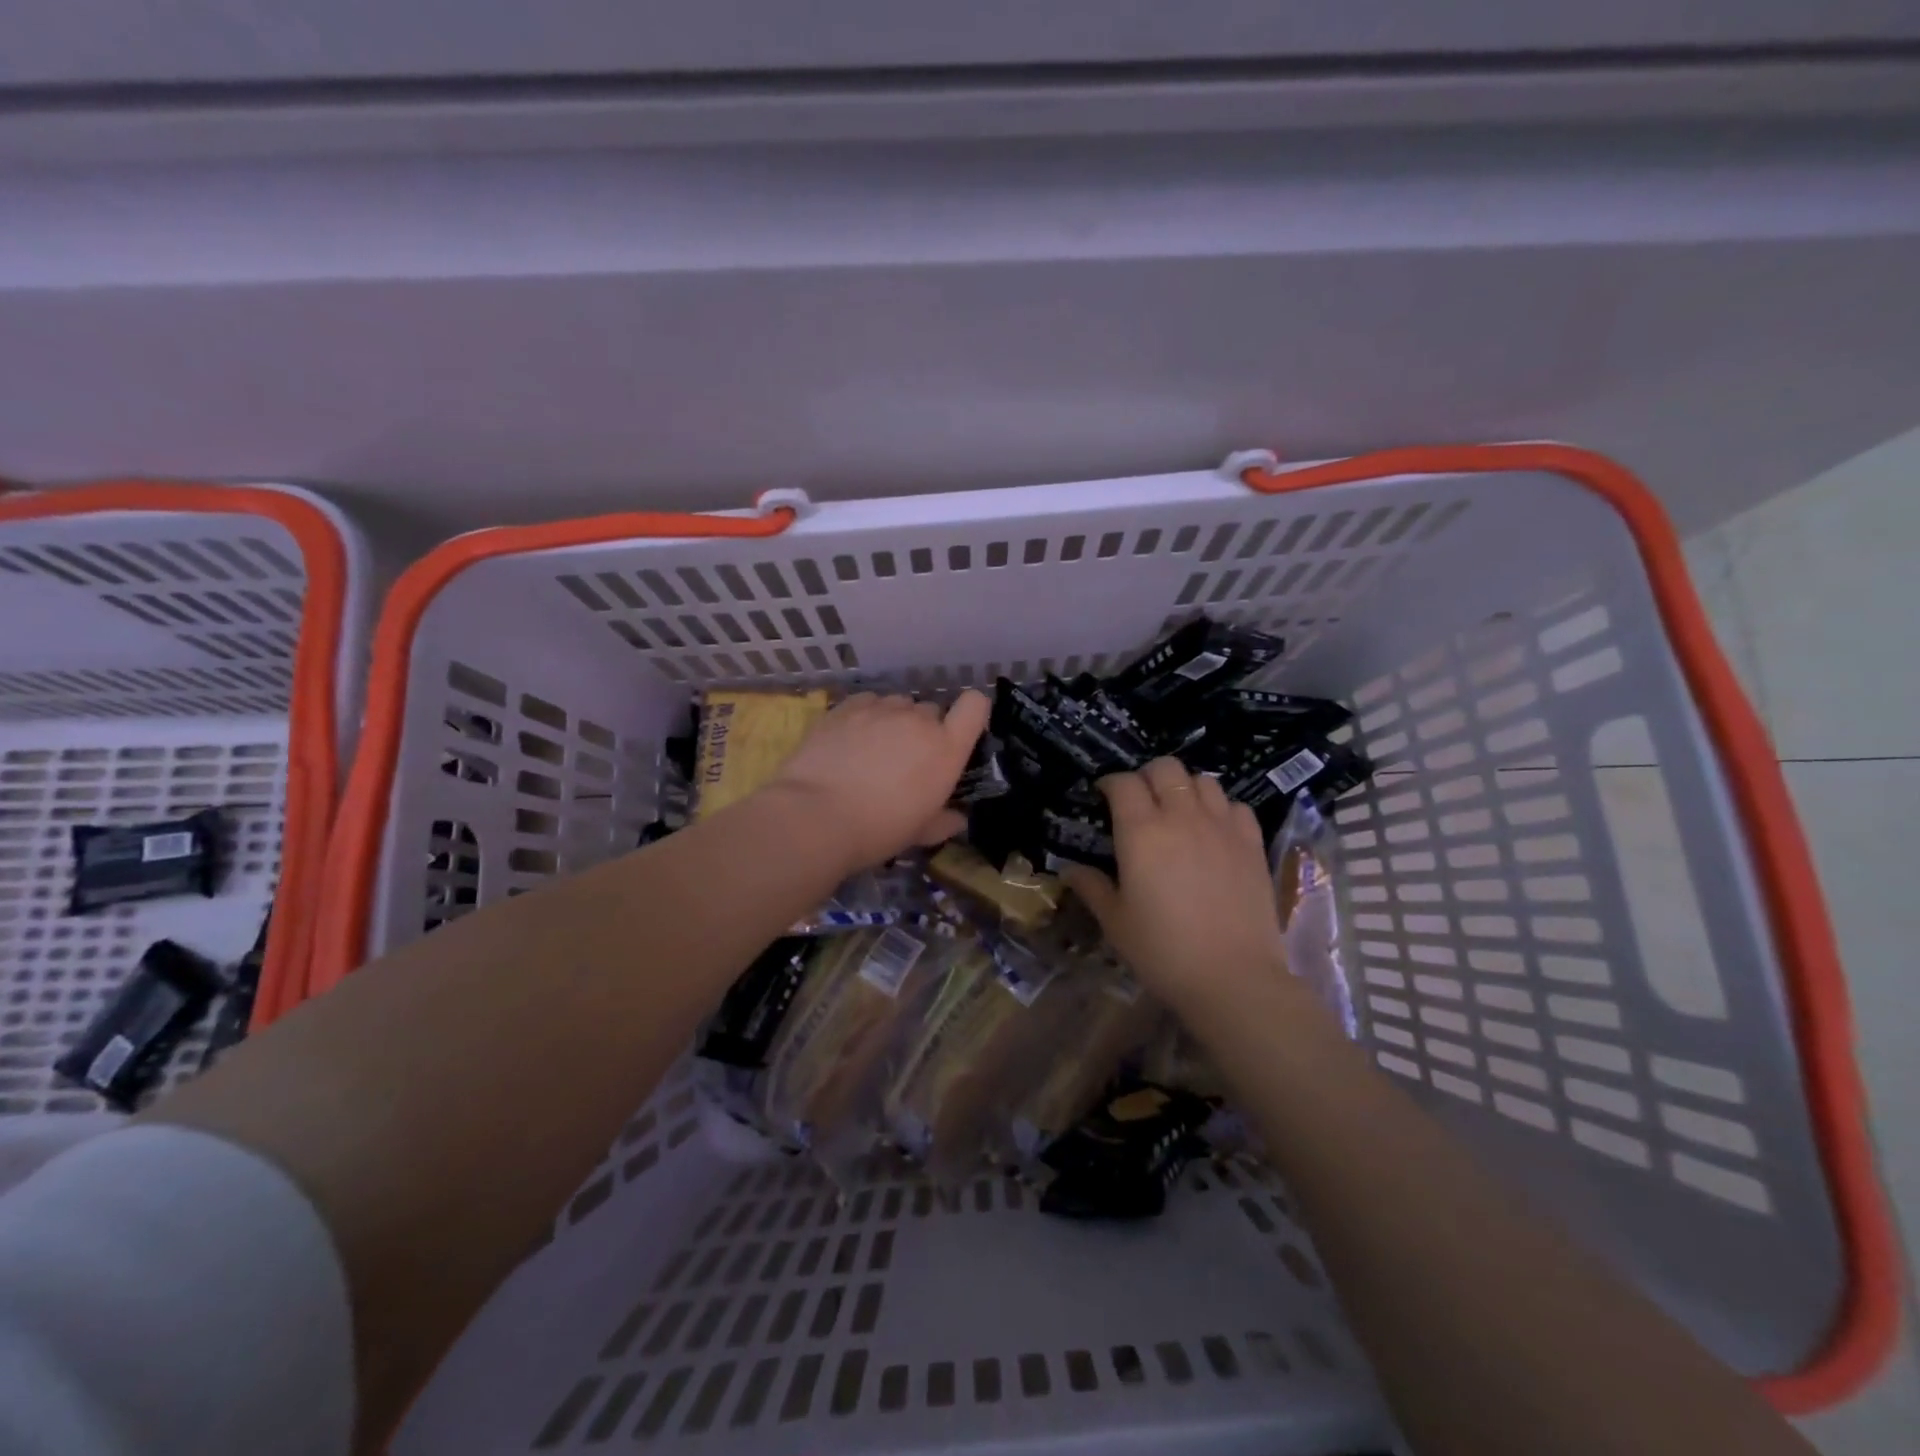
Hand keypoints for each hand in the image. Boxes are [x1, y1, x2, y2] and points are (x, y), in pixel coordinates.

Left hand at [767, 690, 989, 872]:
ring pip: (897, 704)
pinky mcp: (846, 707)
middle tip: (905, 760)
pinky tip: (850, 740)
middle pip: (931, 710)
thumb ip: (944, 822)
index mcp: (946, 749)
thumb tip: (957, 819)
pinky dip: (865, 716)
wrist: (816, 816)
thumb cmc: (878, 830)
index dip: (971, 713)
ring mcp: (881, 709)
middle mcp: (918, 720)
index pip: (975, 706)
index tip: (957, 733)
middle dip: (923, 730)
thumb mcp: (919, 833)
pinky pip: (867, 702)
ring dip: (893, 721)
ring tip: (873, 749)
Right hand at [1059, 757, 1289, 1016]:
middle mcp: (1181, 817)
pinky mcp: (1252, 843)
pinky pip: (1236, 806)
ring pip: (1203, 780)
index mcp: (1141, 832)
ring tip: (1179, 811)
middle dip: (1148, 776)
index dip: (1111, 783)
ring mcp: (1221, 826)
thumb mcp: (1116, 922)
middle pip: (1165, 768)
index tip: (1104, 796)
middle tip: (1140, 801)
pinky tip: (1215, 830)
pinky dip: (1221, 808)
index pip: (1123, 783)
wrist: (1233, 977)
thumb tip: (1069, 870)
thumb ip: (1092, 887)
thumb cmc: (1163, 951)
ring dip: (1185, 787)